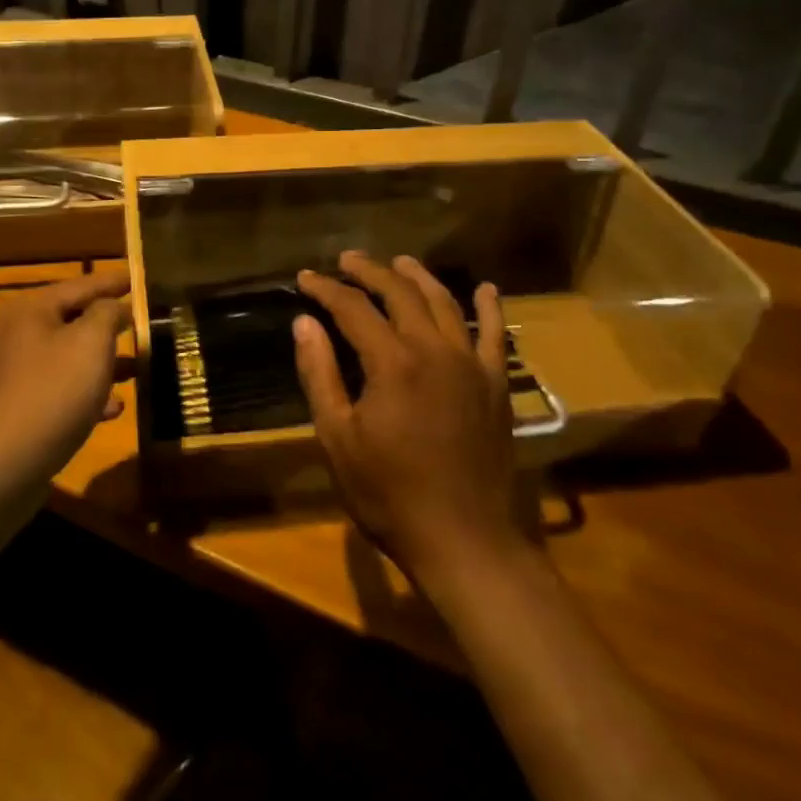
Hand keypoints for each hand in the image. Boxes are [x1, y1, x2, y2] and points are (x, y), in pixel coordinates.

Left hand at [0, 268, 131, 506]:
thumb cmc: (50, 393)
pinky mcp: (12, 411)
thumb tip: (113, 307)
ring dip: (102, 363)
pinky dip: (85, 394)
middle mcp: (13, 336)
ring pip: (66, 359)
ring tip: (137, 369)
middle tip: (142, 325)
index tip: (139, 278)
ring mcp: (9, 376)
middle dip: (109, 327)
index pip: (80, 285)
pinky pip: (56, 391)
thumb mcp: (90, 343)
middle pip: (71, 321)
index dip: (113, 282)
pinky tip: (113, 409)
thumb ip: (107, 314)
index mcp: (29, 311)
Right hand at [295, 252, 527, 585]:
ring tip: (400, 262)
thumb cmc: (389, 494)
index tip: (305, 279)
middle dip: (370, 272)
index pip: (354, 308)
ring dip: (420, 278)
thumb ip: (320, 374)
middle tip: (347, 260)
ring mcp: (471, 365)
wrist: (464, 540)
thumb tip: (304, 323)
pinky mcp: (496, 385)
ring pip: (445, 304)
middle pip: (400, 294)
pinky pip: (496, 336)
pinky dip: (490, 308)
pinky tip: (486, 288)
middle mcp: (434, 350)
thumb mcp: (337, 438)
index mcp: (392, 362)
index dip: (327, 290)